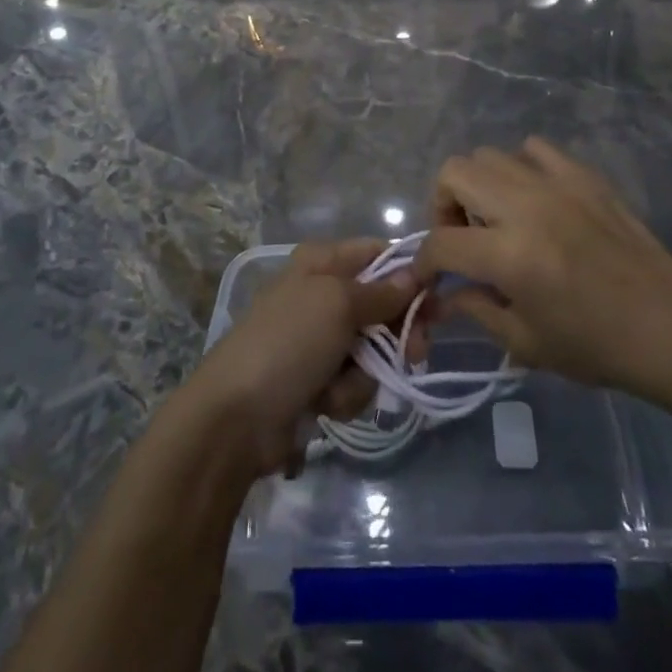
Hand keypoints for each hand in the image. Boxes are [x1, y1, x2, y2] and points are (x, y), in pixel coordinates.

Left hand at [183, 239, 423, 477]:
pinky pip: (355, 381)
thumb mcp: (337, 305)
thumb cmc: (288, 343)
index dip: (409, 274)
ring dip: (365, 373)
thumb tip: (416, 274)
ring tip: (339, 386)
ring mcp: (319, 340)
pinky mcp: (318, 380)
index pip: (378, 254)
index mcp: (322, 262)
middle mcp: (322, 294)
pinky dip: (346, 394)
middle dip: (396, 333)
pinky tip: (324, 404)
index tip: (436, 298)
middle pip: (383, 305)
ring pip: (373, 349)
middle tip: (414, 352)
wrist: (236, 418)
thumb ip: (382, 292)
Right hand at [416, 138, 671, 417]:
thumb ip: (475, 308)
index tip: (430, 276)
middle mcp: (526, 207)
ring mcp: (557, 184)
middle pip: (454, 173)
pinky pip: (534, 149)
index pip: (441, 242)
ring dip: (479, 186)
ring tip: (497, 218)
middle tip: (462, 238)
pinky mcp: (584, 176)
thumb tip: (444, 293)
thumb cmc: (597, 347)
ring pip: (489, 155)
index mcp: (510, 255)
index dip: (425, 261)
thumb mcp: (525, 343)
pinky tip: (534, 200)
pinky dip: (521, 168)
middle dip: (443, 206)